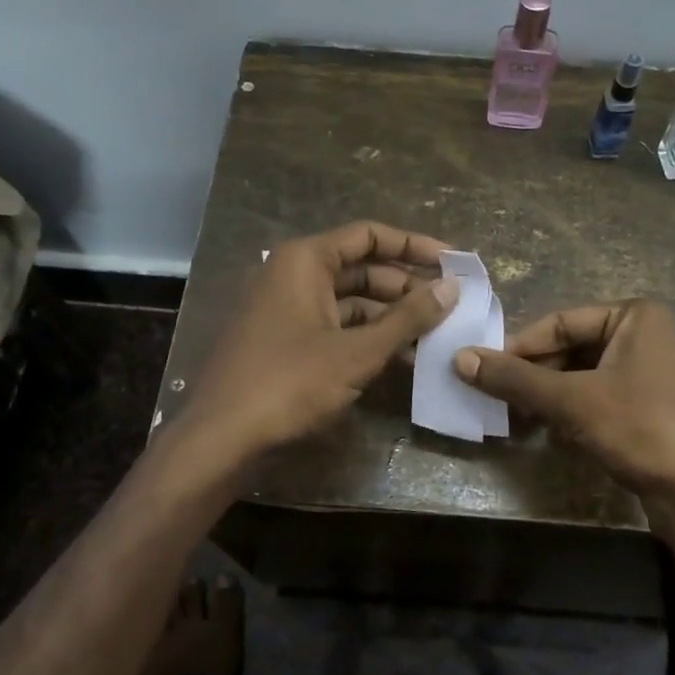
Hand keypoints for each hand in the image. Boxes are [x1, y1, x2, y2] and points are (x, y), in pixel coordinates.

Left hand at [178, 221, 457, 461]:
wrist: (222, 439)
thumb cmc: (290, 383)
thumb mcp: (357, 352)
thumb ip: (407, 318)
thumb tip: (451, 287)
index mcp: (304, 260)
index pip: (368, 236)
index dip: (413, 245)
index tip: (452, 262)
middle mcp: (292, 274)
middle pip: (360, 267)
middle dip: (405, 285)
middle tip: (449, 305)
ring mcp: (285, 308)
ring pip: (348, 300)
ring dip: (389, 315)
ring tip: (433, 334)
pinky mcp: (283, 340)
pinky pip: (333, 325)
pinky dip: (365, 336)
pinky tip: (400, 357)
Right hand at [452, 299, 674, 492]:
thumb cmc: (643, 428)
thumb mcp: (572, 400)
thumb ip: (515, 379)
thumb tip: (459, 359)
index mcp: (635, 316)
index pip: (560, 321)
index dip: (519, 347)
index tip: (481, 371)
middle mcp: (646, 337)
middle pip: (571, 348)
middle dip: (533, 376)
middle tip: (495, 400)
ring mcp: (651, 375)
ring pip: (583, 377)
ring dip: (548, 398)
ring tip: (515, 419)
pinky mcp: (651, 410)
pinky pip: (599, 400)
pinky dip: (571, 413)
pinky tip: (550, 434)